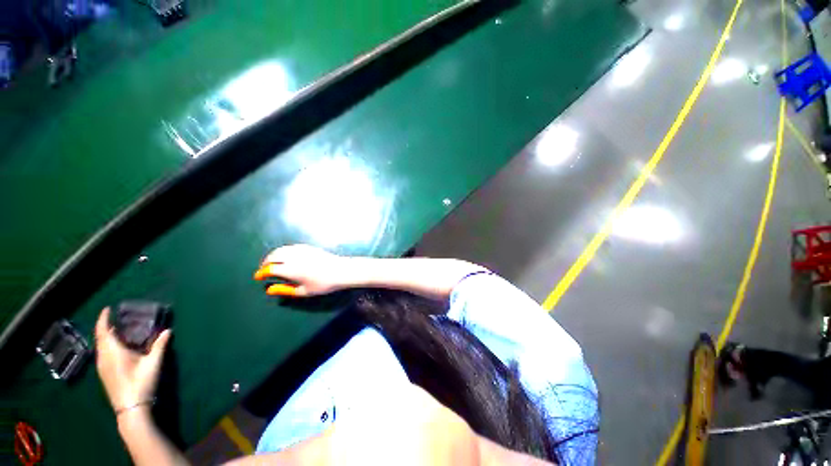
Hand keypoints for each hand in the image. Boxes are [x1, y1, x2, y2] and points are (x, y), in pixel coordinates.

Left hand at [95, 307, 171, 412]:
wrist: (131, 408)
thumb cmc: (141, 383)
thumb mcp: (153, 363)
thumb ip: (160, 345)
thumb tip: (168, 330)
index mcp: (113, 352)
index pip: (104, 331)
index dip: (104, 319)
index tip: (108, 309)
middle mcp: (104, 357)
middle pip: (101, 338)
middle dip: (106, 327)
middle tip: (117, 319)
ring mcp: (102, 367)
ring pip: (101, 347)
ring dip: (107, 337)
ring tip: (119, 331)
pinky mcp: (105, 374)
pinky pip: (103, 353)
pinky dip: (108, 346)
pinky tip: (119, 349)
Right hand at [254, 244, 348, 296]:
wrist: (340, 270)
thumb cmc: (323, 284)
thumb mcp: (304, 291)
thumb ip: (285, 290)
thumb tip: (270, 290)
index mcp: (291, 269)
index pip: (270, 269)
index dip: (262, 273)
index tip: (258, 277)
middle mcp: (294, 257)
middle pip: (273, 256)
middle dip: (265, 263)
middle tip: (263, 269)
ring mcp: (301, 250)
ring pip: (281, 249)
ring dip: (273, 255)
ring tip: (272, 263)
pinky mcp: (308, 247)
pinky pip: (291, 247)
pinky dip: (283, 251)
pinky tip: (285, 256)